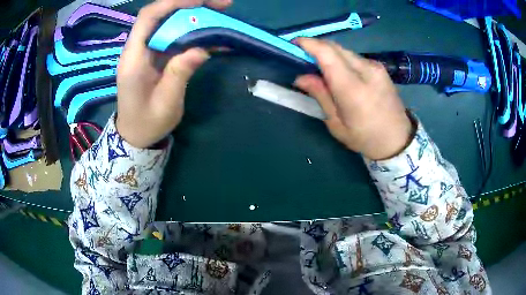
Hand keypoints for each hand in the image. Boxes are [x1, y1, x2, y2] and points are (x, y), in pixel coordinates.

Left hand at [116, 0, 231, 147]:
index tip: (201, 1)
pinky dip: (193, 31)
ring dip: (195, 15)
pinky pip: (174, 36)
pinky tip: (212, 34)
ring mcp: (147, 50)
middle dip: (190, 4)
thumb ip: (179, 73)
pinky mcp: (156, 55)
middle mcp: (138, 48)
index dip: (173, 3)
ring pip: (169, 22)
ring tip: (221, 14)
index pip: (149, 18)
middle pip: (161, 14)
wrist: (135, 134)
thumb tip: (202, 48)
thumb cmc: (147, 123)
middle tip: (222, 5)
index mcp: (133, 59)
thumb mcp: (166, 103)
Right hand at [294, 38, 413, 159]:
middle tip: (302, 57)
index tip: (293, 44)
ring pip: (344, 51)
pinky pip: (354, 57)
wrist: (399, 140)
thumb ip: (320, 96)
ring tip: (319, 67)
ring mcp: (375, 67)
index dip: (308, 44)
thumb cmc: (366, 138)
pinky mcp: (379, 68)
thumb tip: (301, 77)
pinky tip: (338, 73)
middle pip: (335, 47)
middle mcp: (366, 70)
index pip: (328, 54)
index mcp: (353, 88)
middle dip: (315, 47)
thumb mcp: (337, 124)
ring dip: (328, 54)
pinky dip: (341, 59)